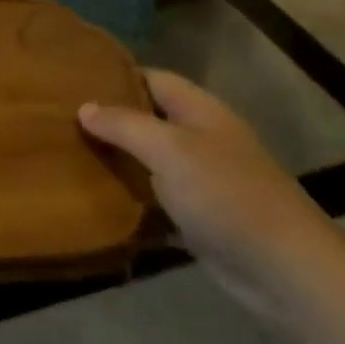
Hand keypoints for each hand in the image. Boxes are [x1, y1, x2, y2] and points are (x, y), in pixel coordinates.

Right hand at [80, 69, 339, 320]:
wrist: (284, 267)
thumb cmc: (226, 193)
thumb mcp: (169, 150)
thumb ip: (125, 125)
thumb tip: (84, 107)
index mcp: (198, 110)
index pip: (151, 78)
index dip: (115, 76)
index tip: (72, 81)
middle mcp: (200, 138)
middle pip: (148, 119)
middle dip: (110, 120)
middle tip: (60, 121)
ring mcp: (202, 180)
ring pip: (150, 161)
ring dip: (117, 161)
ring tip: (68, 155)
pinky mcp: (200, 218)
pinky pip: (157, 201)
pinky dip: (131, 200)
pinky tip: (96, 201)